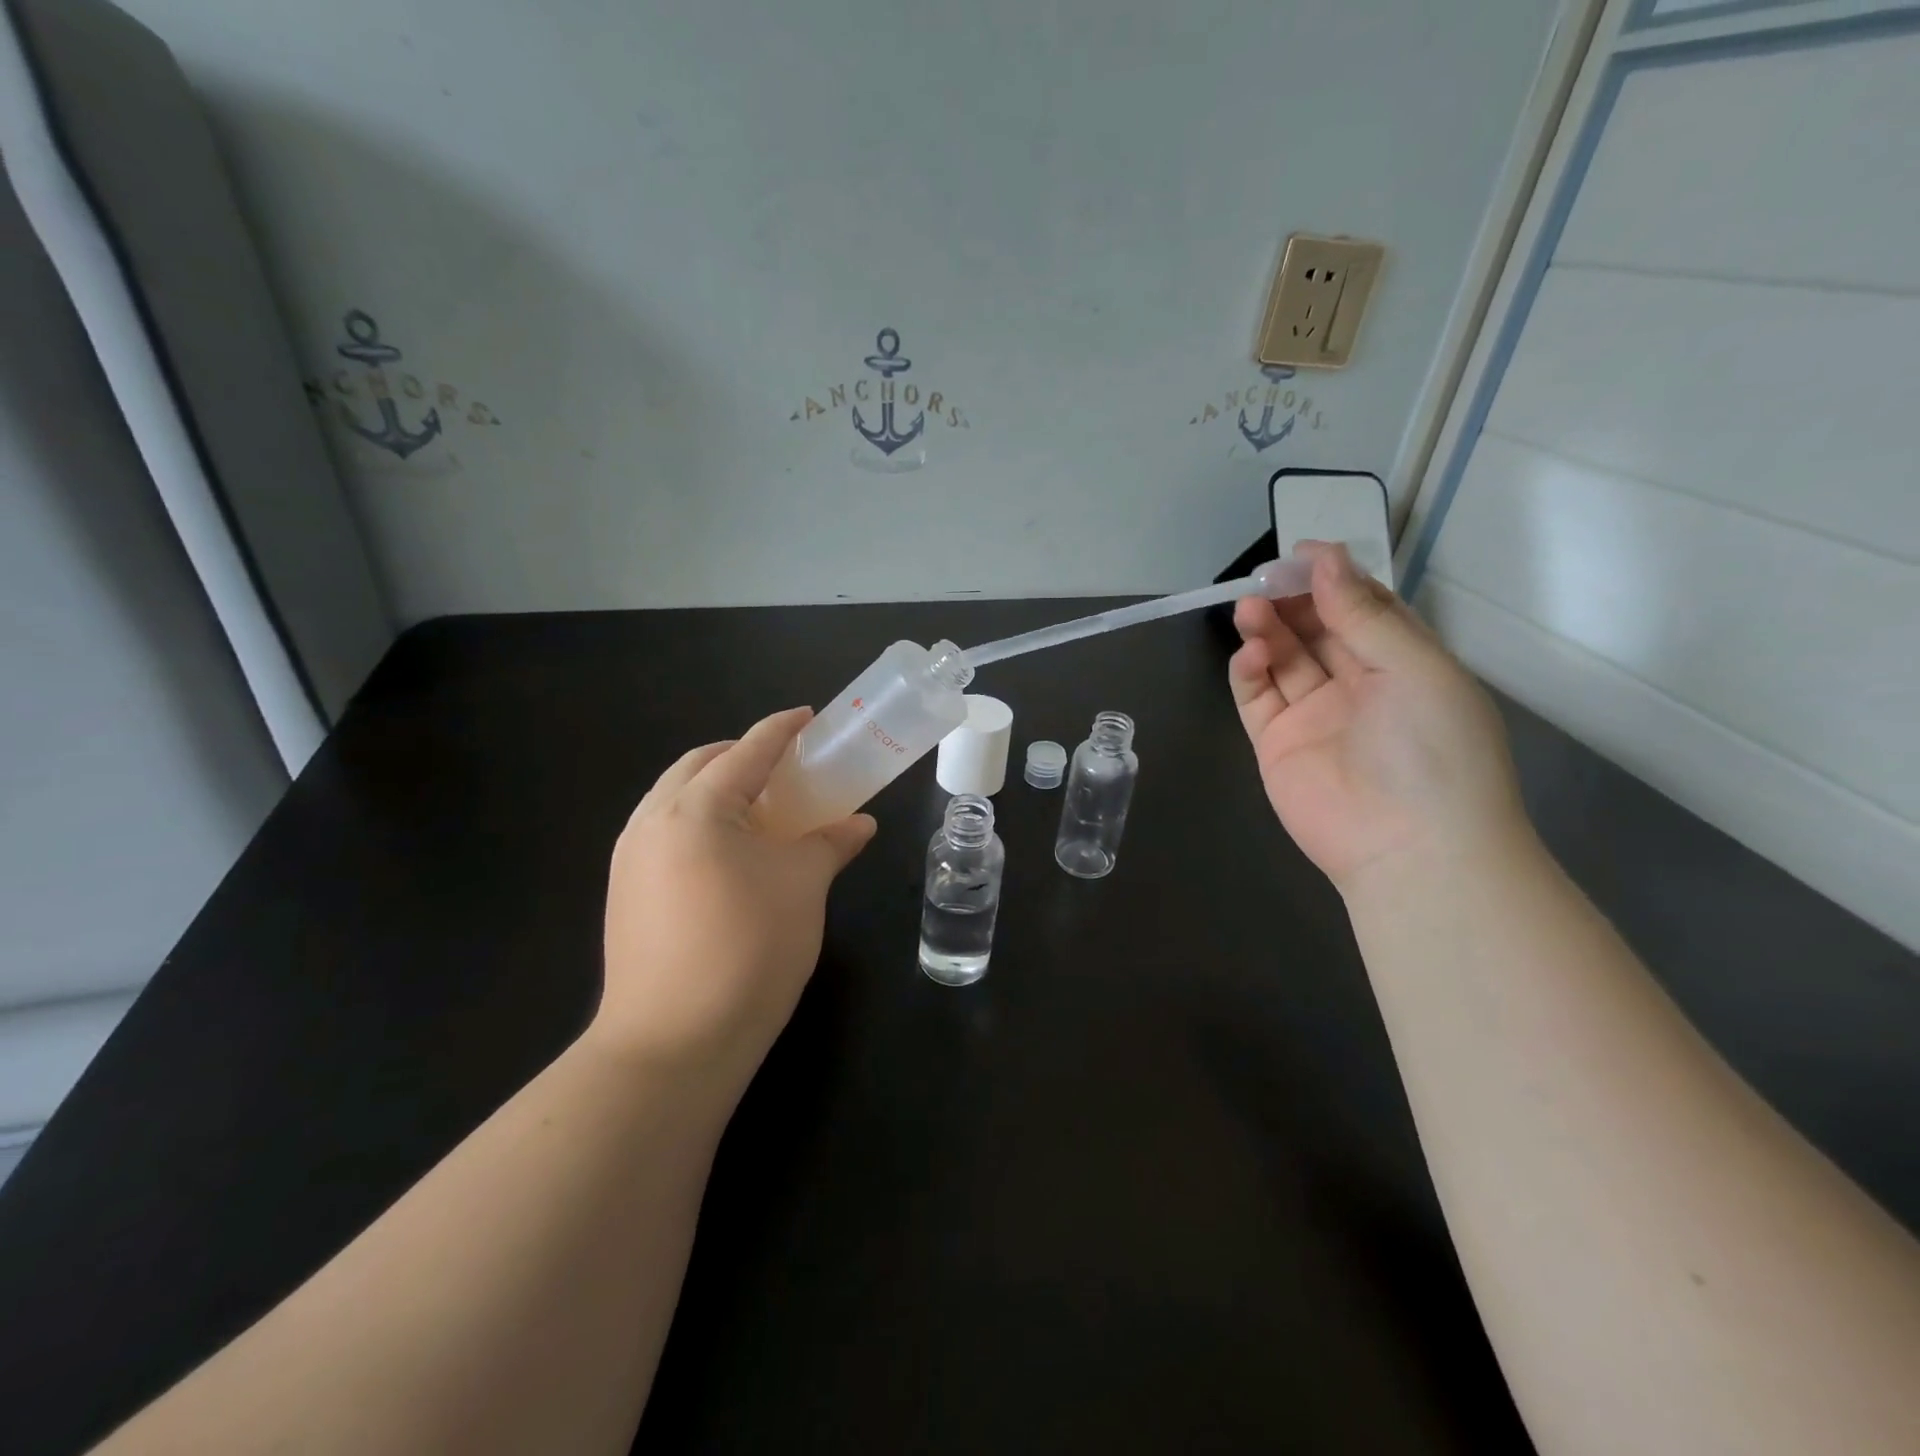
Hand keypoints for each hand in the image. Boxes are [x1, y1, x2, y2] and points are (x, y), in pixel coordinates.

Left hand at [594, 708, 876, 1098]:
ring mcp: (629, 857)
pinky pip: (664, 832)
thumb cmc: (748, 950)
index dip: (782, 729)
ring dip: (717, 788)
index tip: (808, 717)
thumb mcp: (803, 887)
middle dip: (742, 755)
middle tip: (786, 769)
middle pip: (700, 765)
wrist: (673, 1044)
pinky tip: (728, 854)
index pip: (747, 751)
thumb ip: (831, 843)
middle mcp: (652, 820)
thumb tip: (859, 824)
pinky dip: (698, 822)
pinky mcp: (624, 892)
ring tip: (760, 810)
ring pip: (675, 797)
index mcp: (696, 808)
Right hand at [1229, 542, 1531, 894]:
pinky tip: (1250, 654)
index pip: (1363, 608)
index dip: (1334, 578)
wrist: (1411, 848)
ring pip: (1283, 658)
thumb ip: (1364, 615)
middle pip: (1316, 629)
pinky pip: (1257, 697)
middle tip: (1265, 579)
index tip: (1301, 554)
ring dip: (1266, 629)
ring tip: (1250, 610)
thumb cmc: (1433, 749)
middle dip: (1292, 600)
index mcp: (1403, 664)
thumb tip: (1326, 560)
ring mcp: (1314, 716)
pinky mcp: (1276, 744)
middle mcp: (1358, 686)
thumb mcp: (1415, 669)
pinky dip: (1248, 671)